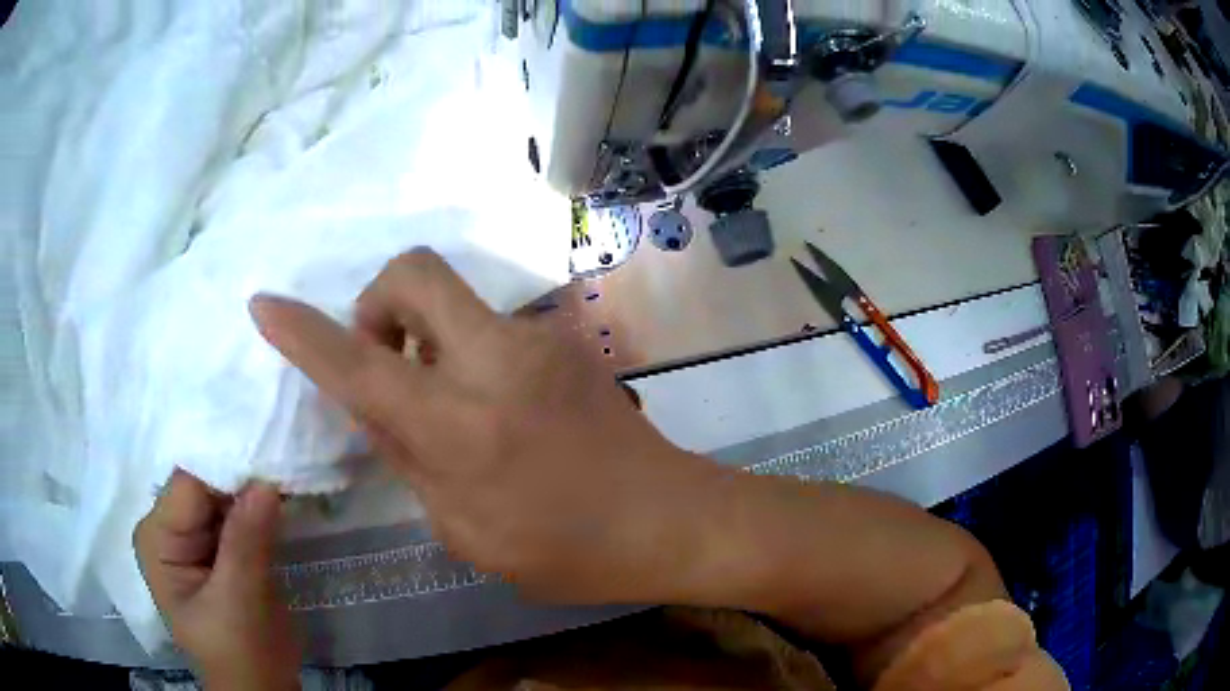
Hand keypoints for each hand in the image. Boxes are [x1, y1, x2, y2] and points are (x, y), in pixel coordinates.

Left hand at [134, 470, 299, 689]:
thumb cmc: (240, 656)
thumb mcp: (241, 604)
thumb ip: (247, 543)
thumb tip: (266, 481)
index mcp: (157, 537)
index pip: (188, 483)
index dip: (227, 467)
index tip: (269, 453)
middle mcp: (169, 527)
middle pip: (205, 483)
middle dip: (243, 475)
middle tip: (286, 458)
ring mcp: (193, 536)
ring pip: (223, 495)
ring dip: (255, 488)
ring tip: (290, 470)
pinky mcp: (218, 546)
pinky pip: (237, 514)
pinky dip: (260, 506)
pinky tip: (284, 495)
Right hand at [249, 250, 717, 602]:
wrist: (667, 520)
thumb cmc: (567, 551)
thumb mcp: (465, 530)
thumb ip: (409, 458)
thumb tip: (374, 405)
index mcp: (459, 426)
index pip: (358, 365)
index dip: (302, 332)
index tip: (265, 305)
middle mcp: (494, 361)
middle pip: (414, 271)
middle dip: (378, 302)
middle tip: (385, 361)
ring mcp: (539, 340)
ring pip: (454, 297)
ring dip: (424, 334)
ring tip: (442, 400)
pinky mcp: (567, 339)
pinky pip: (490, 324)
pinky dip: (464, 351)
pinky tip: (490, 406)